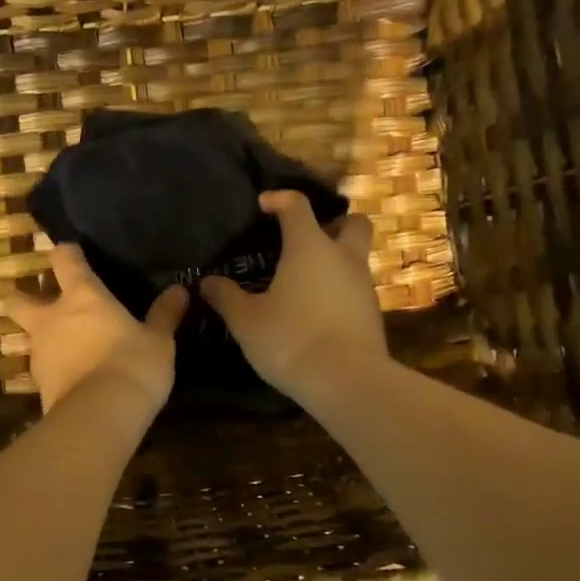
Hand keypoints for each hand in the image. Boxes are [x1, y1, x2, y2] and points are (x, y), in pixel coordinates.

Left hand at [0, 245, 187, 415]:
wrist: (99, 416)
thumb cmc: (132, 365)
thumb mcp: (158, 341)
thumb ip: (164, 315)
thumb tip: (180, 291)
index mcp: (82, 295)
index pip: (64, 259)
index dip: (66, 253)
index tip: (72, 253)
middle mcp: (52, 317)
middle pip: (19, 299)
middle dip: (25, 297)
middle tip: (43, 302)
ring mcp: (39, 351)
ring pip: (28, 334)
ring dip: (41, 335)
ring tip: (64, 345)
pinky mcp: (37, 384)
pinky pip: (41, 367)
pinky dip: (52, 367)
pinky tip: (69, 375)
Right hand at [200, 190, 386, 404]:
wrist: (346, 381)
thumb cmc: (290, 339)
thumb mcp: (246, 320)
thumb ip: (226, 297)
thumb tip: (206, 282)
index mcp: (309, 246)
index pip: (297, 205)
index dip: (279, 199)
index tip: (263, 206)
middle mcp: (343, 257)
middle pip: (353, 223)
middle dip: (333, 224)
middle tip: (306, 241)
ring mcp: (363, 285)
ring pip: (356, 258)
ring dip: (335, 262)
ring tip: (304, 283)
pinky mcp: (373, 314)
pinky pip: (356, 289)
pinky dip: (339, 291)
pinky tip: (317, 313)